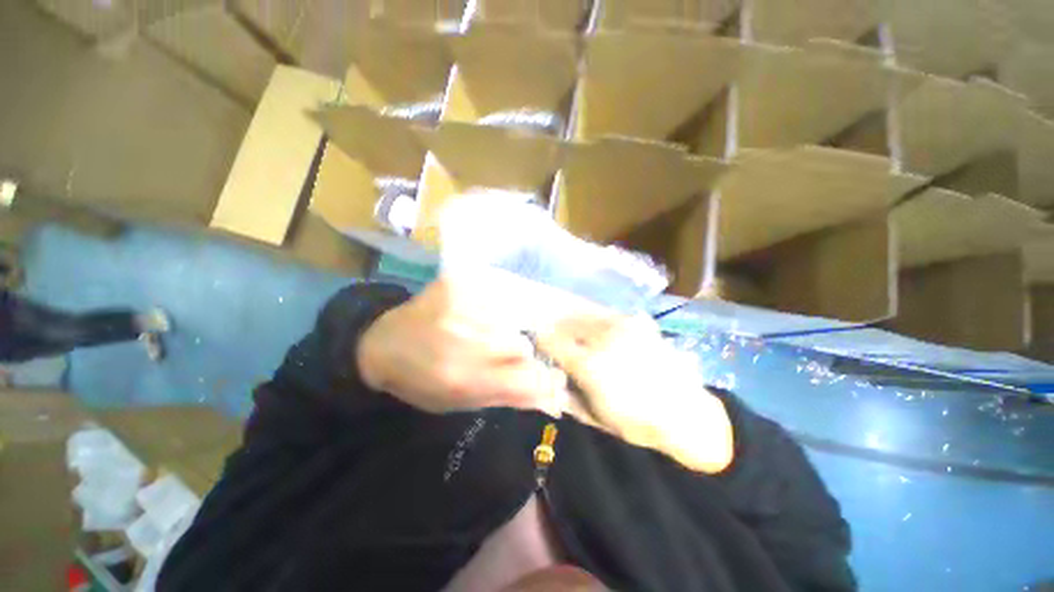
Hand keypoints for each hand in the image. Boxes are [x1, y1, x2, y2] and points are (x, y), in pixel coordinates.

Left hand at [357, 277, 567, 415]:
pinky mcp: (455, 284)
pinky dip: (488, 310)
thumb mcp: (459, 402)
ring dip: (500, 330)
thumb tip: (550, 393)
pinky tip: (468, 316)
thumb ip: (505, 396)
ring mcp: (460, 307)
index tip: (552, 377)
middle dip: (515, 353)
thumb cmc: (421, 380)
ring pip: (508, 321)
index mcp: (463, 379)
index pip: (527, 380)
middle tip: (494, 353)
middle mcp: (464, 342)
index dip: (546, 380)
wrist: (381, 342)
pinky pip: (492, 299)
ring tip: (474, 333)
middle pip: (521, 346)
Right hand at [536, 314, 733, 473]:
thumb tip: (550, 377)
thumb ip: (567, 394)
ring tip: (576, 334)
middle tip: (554, 337)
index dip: (539, 341)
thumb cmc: (637, 423)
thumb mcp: (594, 417)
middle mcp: (602, 338)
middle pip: (566, 323)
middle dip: (556, 329)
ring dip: (575, 323)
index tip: (536, 344)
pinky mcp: (639, 323)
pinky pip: (608, 316)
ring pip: (586, 315)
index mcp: (588, 363)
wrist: (687, 415)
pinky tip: (602, 333)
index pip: (550, 341)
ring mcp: (623, 326)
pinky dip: (598, 322)